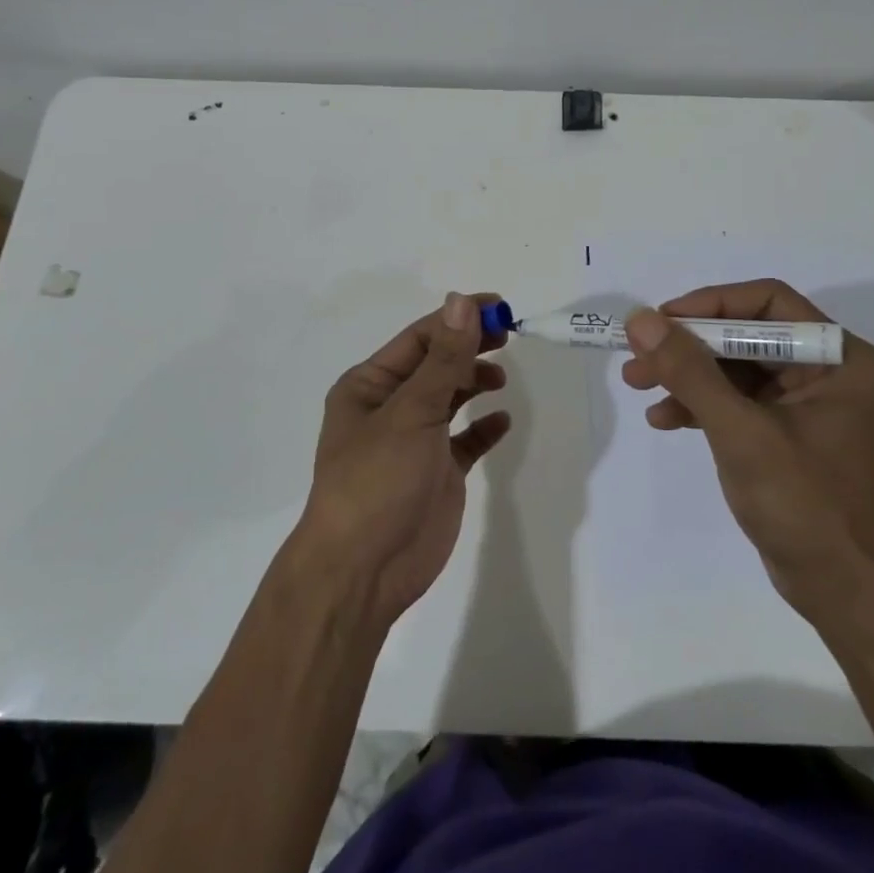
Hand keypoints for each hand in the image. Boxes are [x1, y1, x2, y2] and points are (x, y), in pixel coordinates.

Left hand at [294, 292, 511, 626]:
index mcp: (370, 385)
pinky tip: (501, 421)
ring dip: (475, 382)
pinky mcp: (437, 472)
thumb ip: (443, 359)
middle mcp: (390, 407)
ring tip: (499, 379)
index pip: (420, 339)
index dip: (458, 320)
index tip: (500, 308)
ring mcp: (415, 441)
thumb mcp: (411, 412)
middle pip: (437, 364)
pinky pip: (465, 440)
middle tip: (509, 336)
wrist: (364, 571)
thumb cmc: (377, 480)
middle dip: (470, 348)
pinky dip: (483, 428)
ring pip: (450, 398)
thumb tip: (462, 301)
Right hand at [621, 279, 873, 627]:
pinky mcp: (785, 432)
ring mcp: (806, 403)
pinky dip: (700, 406)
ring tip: (637, 385)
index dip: (711, 305)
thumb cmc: (804, 504)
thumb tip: (641, 320)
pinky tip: (663, 420)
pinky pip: (737, 401)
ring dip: (686, 375)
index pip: (768, 302)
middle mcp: (827, 370)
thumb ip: (690, 372)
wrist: (843, 591)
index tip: (661, 320)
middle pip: (746, 335)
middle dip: (689, 346)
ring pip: (735, 368)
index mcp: (839, 357)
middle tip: (638, 356)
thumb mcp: (741, 432)